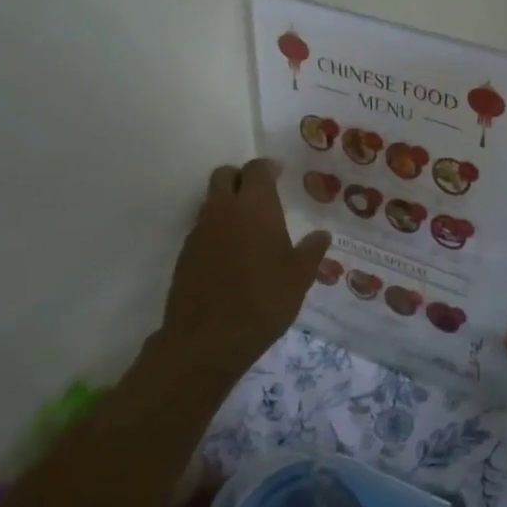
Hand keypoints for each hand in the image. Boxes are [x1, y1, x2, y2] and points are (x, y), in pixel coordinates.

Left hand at [157, 160, 331, 379]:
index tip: (279, 174)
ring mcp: (199, 232)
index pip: (256, 169)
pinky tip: (231, 256)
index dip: (267, 168)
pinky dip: (216, 232)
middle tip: (259, 194)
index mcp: (255, 207)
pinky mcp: (185, 255)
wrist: (209, 338)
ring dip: (226, 205)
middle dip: (240, 178)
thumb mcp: (300, 277)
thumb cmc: (265, 300)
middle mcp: (223, 210)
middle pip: (224, 175)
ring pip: (210, 202)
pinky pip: (202, 230)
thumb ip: (311, 251)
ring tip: (248, 228)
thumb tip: (322, 235)